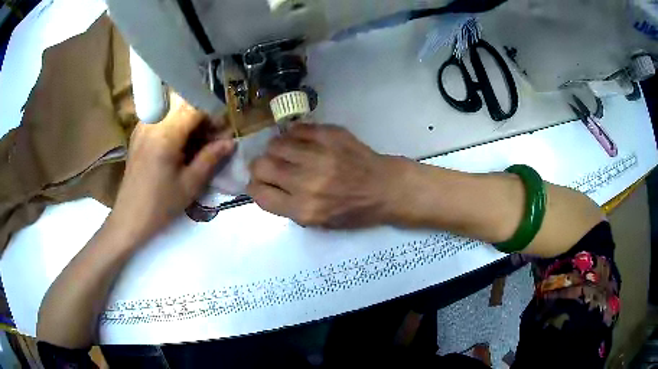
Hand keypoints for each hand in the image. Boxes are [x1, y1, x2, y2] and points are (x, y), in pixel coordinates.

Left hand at [109, 93, 234, 242]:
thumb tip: (231, 141)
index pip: (195, 107)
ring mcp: (143, 126)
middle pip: (184, 101)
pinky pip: (161, 116)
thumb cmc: (160, 205)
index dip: (213, 116)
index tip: (221, 134)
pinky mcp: (139, 133)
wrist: (130, 217)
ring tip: (195, 142)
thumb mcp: (190, 184)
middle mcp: (152, 122)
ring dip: (188, 118)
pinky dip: (175, 123)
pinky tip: (179, 145)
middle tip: (209, 138)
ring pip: (172, 106)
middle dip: (201, 114)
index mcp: (165, 134)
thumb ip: (211, 158)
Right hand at [248, 124, 408, 227]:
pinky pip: (296, 129)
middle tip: (270, 166)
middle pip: (261, 166)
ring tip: (287, 153)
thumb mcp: (318, 222)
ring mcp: (319, 155)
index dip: (254, 187)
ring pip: (275, 144)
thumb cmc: (353, 210)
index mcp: (304, 210)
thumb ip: (288, 206)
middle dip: (260, 167)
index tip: (259, 183)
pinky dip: (294, 135)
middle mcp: (307, 183)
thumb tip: (262, 186)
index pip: (259, 194)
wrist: (385, 188)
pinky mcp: (330, 135)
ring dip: (276, 150)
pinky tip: (302, 141)